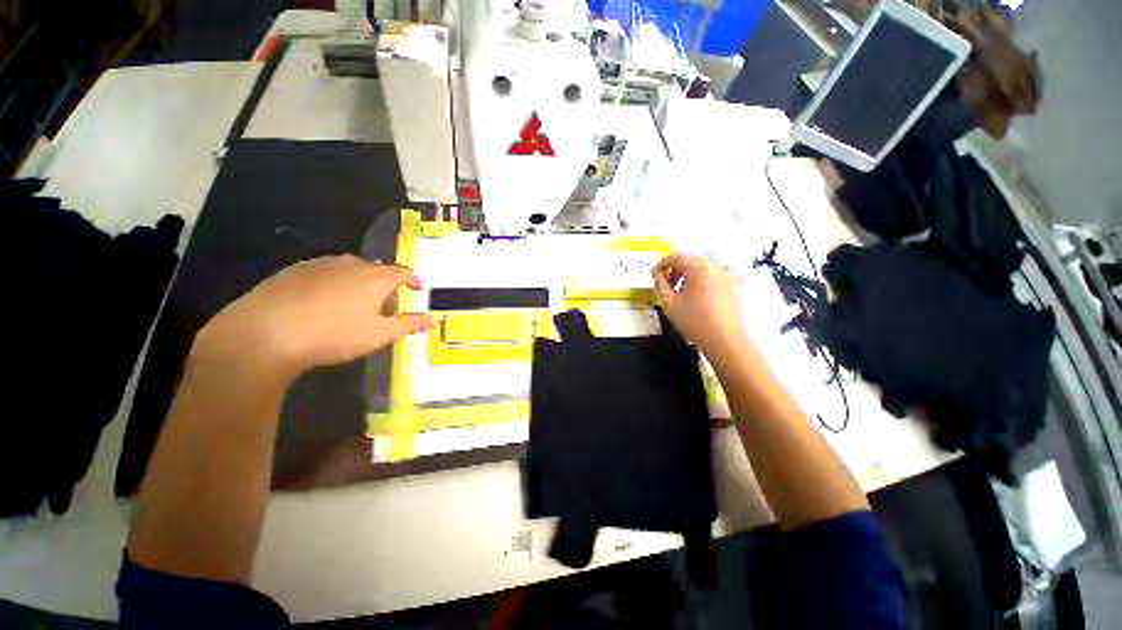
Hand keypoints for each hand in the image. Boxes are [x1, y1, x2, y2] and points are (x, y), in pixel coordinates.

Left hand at [193, 256, 432, 380]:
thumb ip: (409, 324)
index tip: (418, 289)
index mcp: (375, 278)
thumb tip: (435, 318)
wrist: (264, 333)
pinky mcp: (294, 270)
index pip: (403, 273)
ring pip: (350, 267)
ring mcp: (321, 264)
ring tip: (357, 299)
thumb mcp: (379, 335)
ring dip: (361, 280)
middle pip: (377, 268)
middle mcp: (351, 264)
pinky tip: (325, 298)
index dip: (413, 280)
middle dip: (387, 282)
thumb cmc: (333, 334)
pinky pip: (325, 270)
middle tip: (387, 301)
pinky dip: (335, 280)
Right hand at [653, 253, 747, 361]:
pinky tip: (694, 297)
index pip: (676, 257)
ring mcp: (727, 275)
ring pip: (701, 268)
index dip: (662, 264)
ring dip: (687, 275)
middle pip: (690, 260)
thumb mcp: (669, 302)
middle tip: (665, 285)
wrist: (725, 341)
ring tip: (679, 292)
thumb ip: (659, 283)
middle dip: (675, 269)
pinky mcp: (733, 285)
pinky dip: (700, 280)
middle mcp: (716, 266)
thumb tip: (656, 272)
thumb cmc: (694, 321)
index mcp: (700, 267)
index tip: (654, 275)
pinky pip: (712, 276)